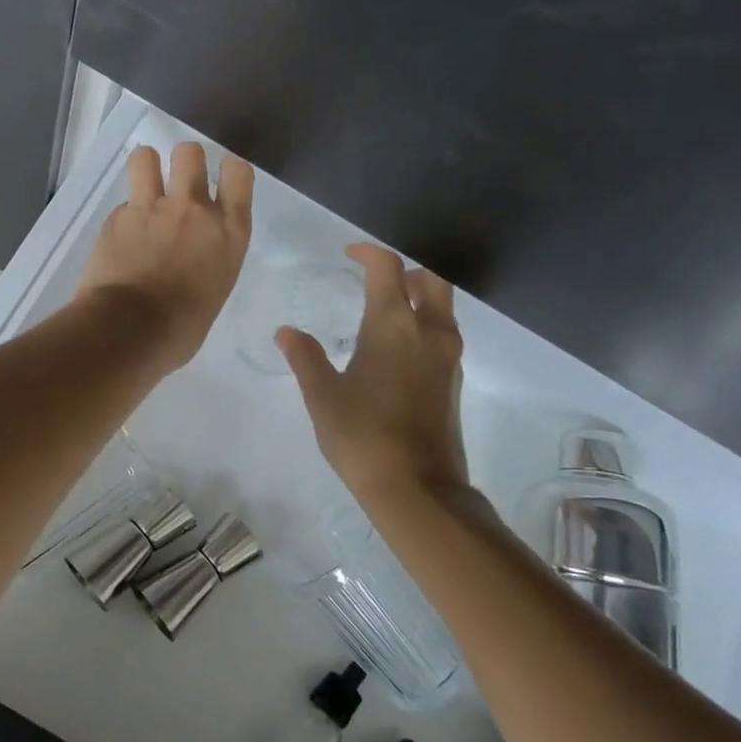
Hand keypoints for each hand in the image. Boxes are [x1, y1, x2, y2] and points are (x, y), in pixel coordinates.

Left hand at [76, 142, 253, 368]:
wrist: (129, 332)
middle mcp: (193, 210)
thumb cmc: (181, 329)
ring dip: (147, 167)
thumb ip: (207, 260)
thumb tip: (190, 259)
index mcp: (228, 233)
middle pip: (191, 152)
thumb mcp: (214, 290)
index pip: (238, 173)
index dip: (229, 170)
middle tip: (177, 182)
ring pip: (147, 157)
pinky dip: (124, 216)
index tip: (221, 179)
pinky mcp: (117, 217)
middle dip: (184, 161)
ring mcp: (152, 208)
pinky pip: (122, 204)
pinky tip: (120, 239)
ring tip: (144, 186)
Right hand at [278, 243, 467, 500]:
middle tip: (376, 280)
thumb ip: (306, 358)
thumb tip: (287, 332)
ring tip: (384, 313)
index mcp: (393, 325)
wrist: (417, 488)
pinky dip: (424, 326)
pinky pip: (443, 336)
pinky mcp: (453, 382)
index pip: (388, 269)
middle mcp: (429, 332)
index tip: (350, 254)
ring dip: (418, 298)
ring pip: (442, 309)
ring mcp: (447, 358)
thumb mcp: (323, 396)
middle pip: (431, 280)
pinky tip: (396, 351)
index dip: (369, 253)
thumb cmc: (362, 435)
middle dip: (405, 272)